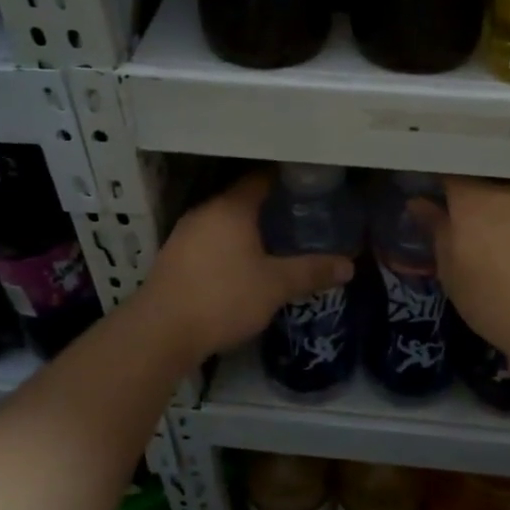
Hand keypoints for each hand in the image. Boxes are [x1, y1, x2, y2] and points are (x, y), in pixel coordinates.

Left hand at [142, 172, 353, 359]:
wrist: (161, 331)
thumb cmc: (223, 297)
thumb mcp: (275, 286)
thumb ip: (311, 271)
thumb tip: (348, 266)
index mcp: (231, 207)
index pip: (262, 178)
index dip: (287, 179)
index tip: (311, 186)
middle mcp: (206, 211)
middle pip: (242, 198)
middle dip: (270, 205)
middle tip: (301, 216)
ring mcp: (185, 233)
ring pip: (224, 220)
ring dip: (248, 227)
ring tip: (277, 240)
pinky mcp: (174, 256)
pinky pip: (210, 239)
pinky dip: (229, 244)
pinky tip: (243, 263)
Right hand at [410, 176, 509, 370]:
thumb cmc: (497, 304)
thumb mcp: (453, 275)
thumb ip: (437, 232)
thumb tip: (418, 201)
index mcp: (474, 199)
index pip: (452, 171)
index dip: (445, 178)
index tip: (441, 190)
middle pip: (494, 172)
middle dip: (485, 182)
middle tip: (482, 204)